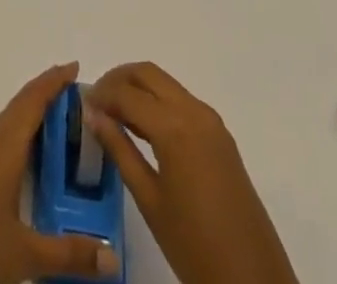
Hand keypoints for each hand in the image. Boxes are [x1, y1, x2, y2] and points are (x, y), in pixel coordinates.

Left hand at [0, 62, 121, 283]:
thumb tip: (113, 257)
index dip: (53, 82)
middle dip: (46, 92)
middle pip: (20, 106)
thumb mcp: (25, 253)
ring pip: (10, 121)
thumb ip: (69, 253)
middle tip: (76, 89)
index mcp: (4, 149)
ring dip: (33, 111)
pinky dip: (23, 131)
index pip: (31, 102)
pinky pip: (4, 138)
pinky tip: (33, 152)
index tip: (75, 67)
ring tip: (61, 115)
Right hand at [85, 63, 297, 283]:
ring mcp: (211, 122)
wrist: (254, 282)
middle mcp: (194, 111)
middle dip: (118, 79)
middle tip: (97, 102)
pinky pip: (182, 102)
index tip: (82, 105)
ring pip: (166, 84)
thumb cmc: (194, 247)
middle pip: (148, 74)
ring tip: (115, 114)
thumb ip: (120, 150)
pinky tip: (143, 128)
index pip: (127, 94)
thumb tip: (93, 115)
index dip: (101, 95)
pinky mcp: (221, 136)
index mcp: (174, 127)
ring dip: (139, 88)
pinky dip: (158, 102)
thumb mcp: (149, 200)